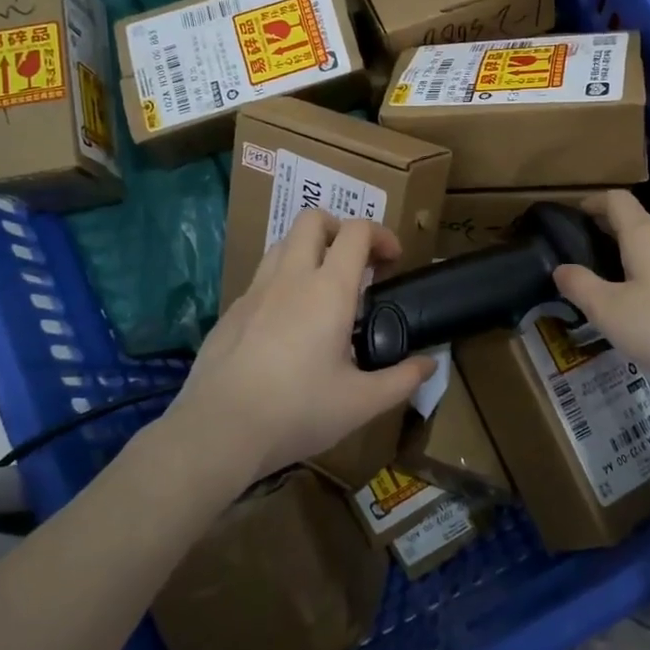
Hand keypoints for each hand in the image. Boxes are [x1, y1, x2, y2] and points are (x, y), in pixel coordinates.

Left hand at [167, 210, 436, 483]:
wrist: (219, 430)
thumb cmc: (297, 411)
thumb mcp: (361, 403)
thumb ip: (401, 380)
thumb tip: (430, 365)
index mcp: (328, 290)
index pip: (356, 232)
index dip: (381, 235)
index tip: (393, 261)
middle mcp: (290, 277)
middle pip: (313, 219)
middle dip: (340, 228)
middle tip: (356, 264)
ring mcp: (255, 291)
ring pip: (283, 243)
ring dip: (309, 250)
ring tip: (323, 287)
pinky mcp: (231, 310)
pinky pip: (262, 277)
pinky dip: (283, 281)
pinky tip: (288, 323)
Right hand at [553, 191, 649, 418]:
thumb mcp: (610, 312)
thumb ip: (580, 286)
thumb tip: (561, 269)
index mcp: (645, 235)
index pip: (616, 200)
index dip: (593, 202)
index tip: (575, 214)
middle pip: (638, 222)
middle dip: (610, 231)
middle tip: (586, 254)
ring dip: (635, 256)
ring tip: (616, 283)